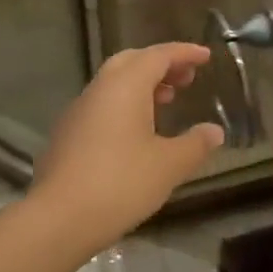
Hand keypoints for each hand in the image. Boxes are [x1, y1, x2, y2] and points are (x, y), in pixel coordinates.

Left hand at [29, 42, 224, 254]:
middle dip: (161, 64)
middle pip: (132, 61)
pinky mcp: (67, 134)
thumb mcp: (169, 166)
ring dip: (142, 85)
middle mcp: (99, 89)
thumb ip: (195, 144)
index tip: (206, 57)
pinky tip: (136, 132)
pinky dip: (125, 104)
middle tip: (186, 78)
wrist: (58, 219)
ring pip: (114, 83)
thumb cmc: (120, 184)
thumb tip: (214, 131)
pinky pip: (102, 104)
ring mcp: (78, 111)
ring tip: (166, 102)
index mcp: (125, 85)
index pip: (158, 55)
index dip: (184, 53)